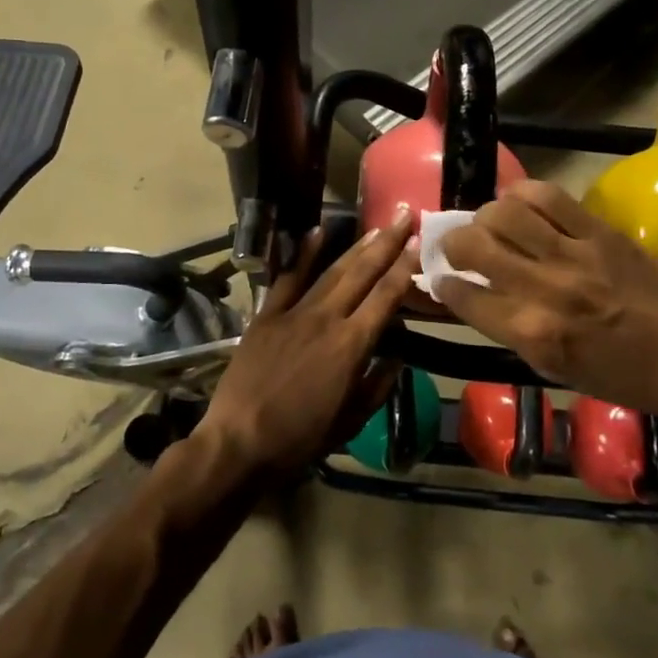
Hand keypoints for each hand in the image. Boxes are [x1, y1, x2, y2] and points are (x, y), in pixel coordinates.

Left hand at [203, 212, 418, 475]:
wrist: (239, 442)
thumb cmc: (300, 439)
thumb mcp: (350, 421)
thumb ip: (376, 386)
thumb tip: (396, 358)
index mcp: (352, 346)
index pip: (386, 297)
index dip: (404, 267)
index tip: (418, 242)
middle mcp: (327, 319)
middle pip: (362, 273)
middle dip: (387, 243)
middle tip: (404, 215)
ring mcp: (294, 313)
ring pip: (331, 271)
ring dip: (356, 246)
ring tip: (376, 226)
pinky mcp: (266, 316)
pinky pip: (287, 278)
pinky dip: (302, 254)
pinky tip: (317, 232)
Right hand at [438, 179, 657, 414]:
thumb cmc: (623, 376)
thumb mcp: (556, 369)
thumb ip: (511, 330)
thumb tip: (476, 296)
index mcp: (534, 333)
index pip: (465, 296)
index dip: (444, 284)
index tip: (441, 279)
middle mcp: (547, 289)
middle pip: (475, 245)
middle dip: (453, 243)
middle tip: (458, 247)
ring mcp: (575, 255)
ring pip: (506, 212)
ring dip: (485, 215)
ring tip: (490, 224)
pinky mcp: (600, 231)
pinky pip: (549, 197)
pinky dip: (523, 194)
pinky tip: (520, 205)